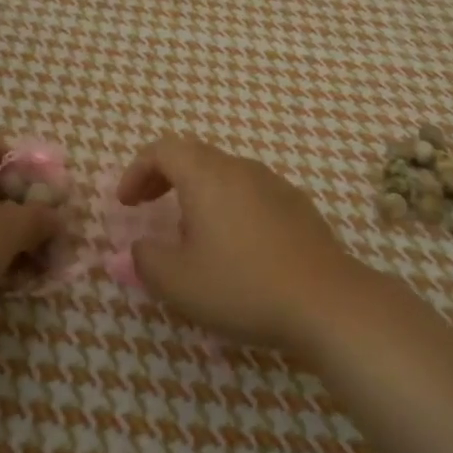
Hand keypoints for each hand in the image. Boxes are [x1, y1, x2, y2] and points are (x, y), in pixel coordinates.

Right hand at [116, 136, 368, 348]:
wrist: (326, 302)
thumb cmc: (242, 287)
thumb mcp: (177, 282)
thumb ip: (146, 260)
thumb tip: (140, 248)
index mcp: (207, 177)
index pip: (163, 150)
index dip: (136, 171)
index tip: (125, 204)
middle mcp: (241, 169)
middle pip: (194, 156)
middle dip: (163, 177)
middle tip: (147, 206)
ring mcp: (275, 185)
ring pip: (225, 174)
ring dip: (197, 191)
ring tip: (189, 230)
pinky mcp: (298, 207)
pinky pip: (251, 193)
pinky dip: (228, 205)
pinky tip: (234, 244)